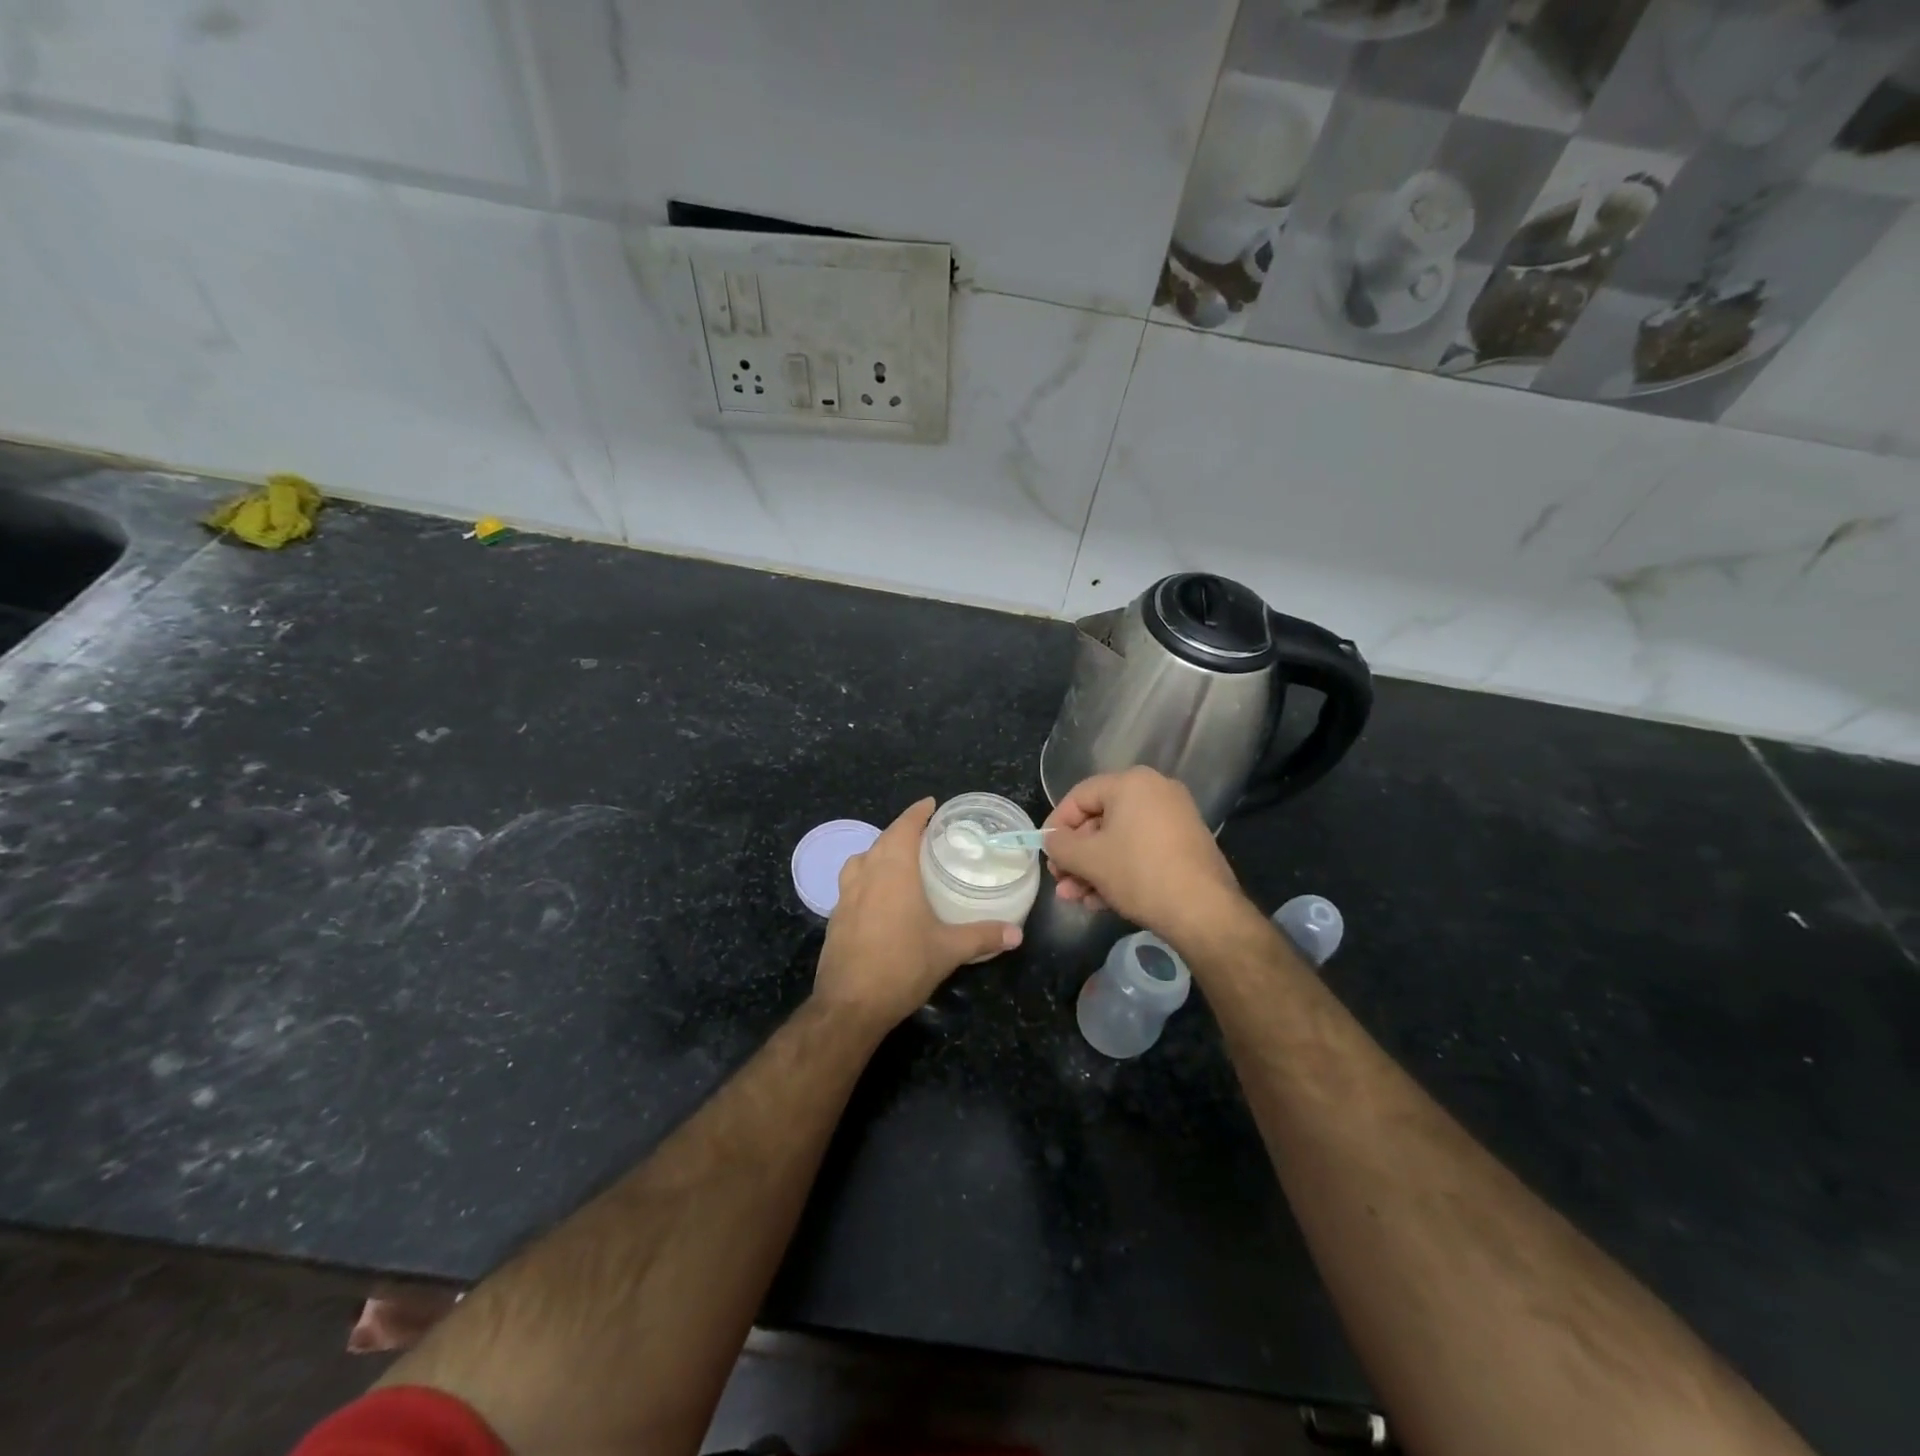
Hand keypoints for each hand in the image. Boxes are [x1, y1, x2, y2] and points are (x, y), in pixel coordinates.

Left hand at [814, 798, 1022, 1028]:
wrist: (849, 1006)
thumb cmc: (901, 967)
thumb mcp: (948, 951)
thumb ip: (982, 936)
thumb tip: (1017, 934)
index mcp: (893, 871)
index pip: (903, 827)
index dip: (916, 813)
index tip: (930, 804)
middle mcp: (866, 875)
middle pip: (882, 840)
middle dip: (901, 832)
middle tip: (925, 835)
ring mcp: (845, 896)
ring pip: (861, 860)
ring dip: (879, 853)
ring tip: (900, 862)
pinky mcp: (835, 918)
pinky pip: (852, 884)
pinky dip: (867, 878)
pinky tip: (881, 898)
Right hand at [1042, 767, 1243, 938]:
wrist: (1204, 912)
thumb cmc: (1139, 873)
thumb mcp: (1089, 859)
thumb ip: (1059, 844)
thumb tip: (1052, 841)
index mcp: (1132, 783)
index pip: (1079, 796)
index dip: (1056, 825)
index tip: (1045, 852)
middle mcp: (1156, 792)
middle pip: (1100, 820)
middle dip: (1076, 855)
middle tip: (1061, 881)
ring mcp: (1175, 818)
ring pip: (1119, 840)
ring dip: (1093, 869)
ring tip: (1076, 898)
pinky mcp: (1185, 845)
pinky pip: (1141, 851)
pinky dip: (1119, 871)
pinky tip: (1101, 901)